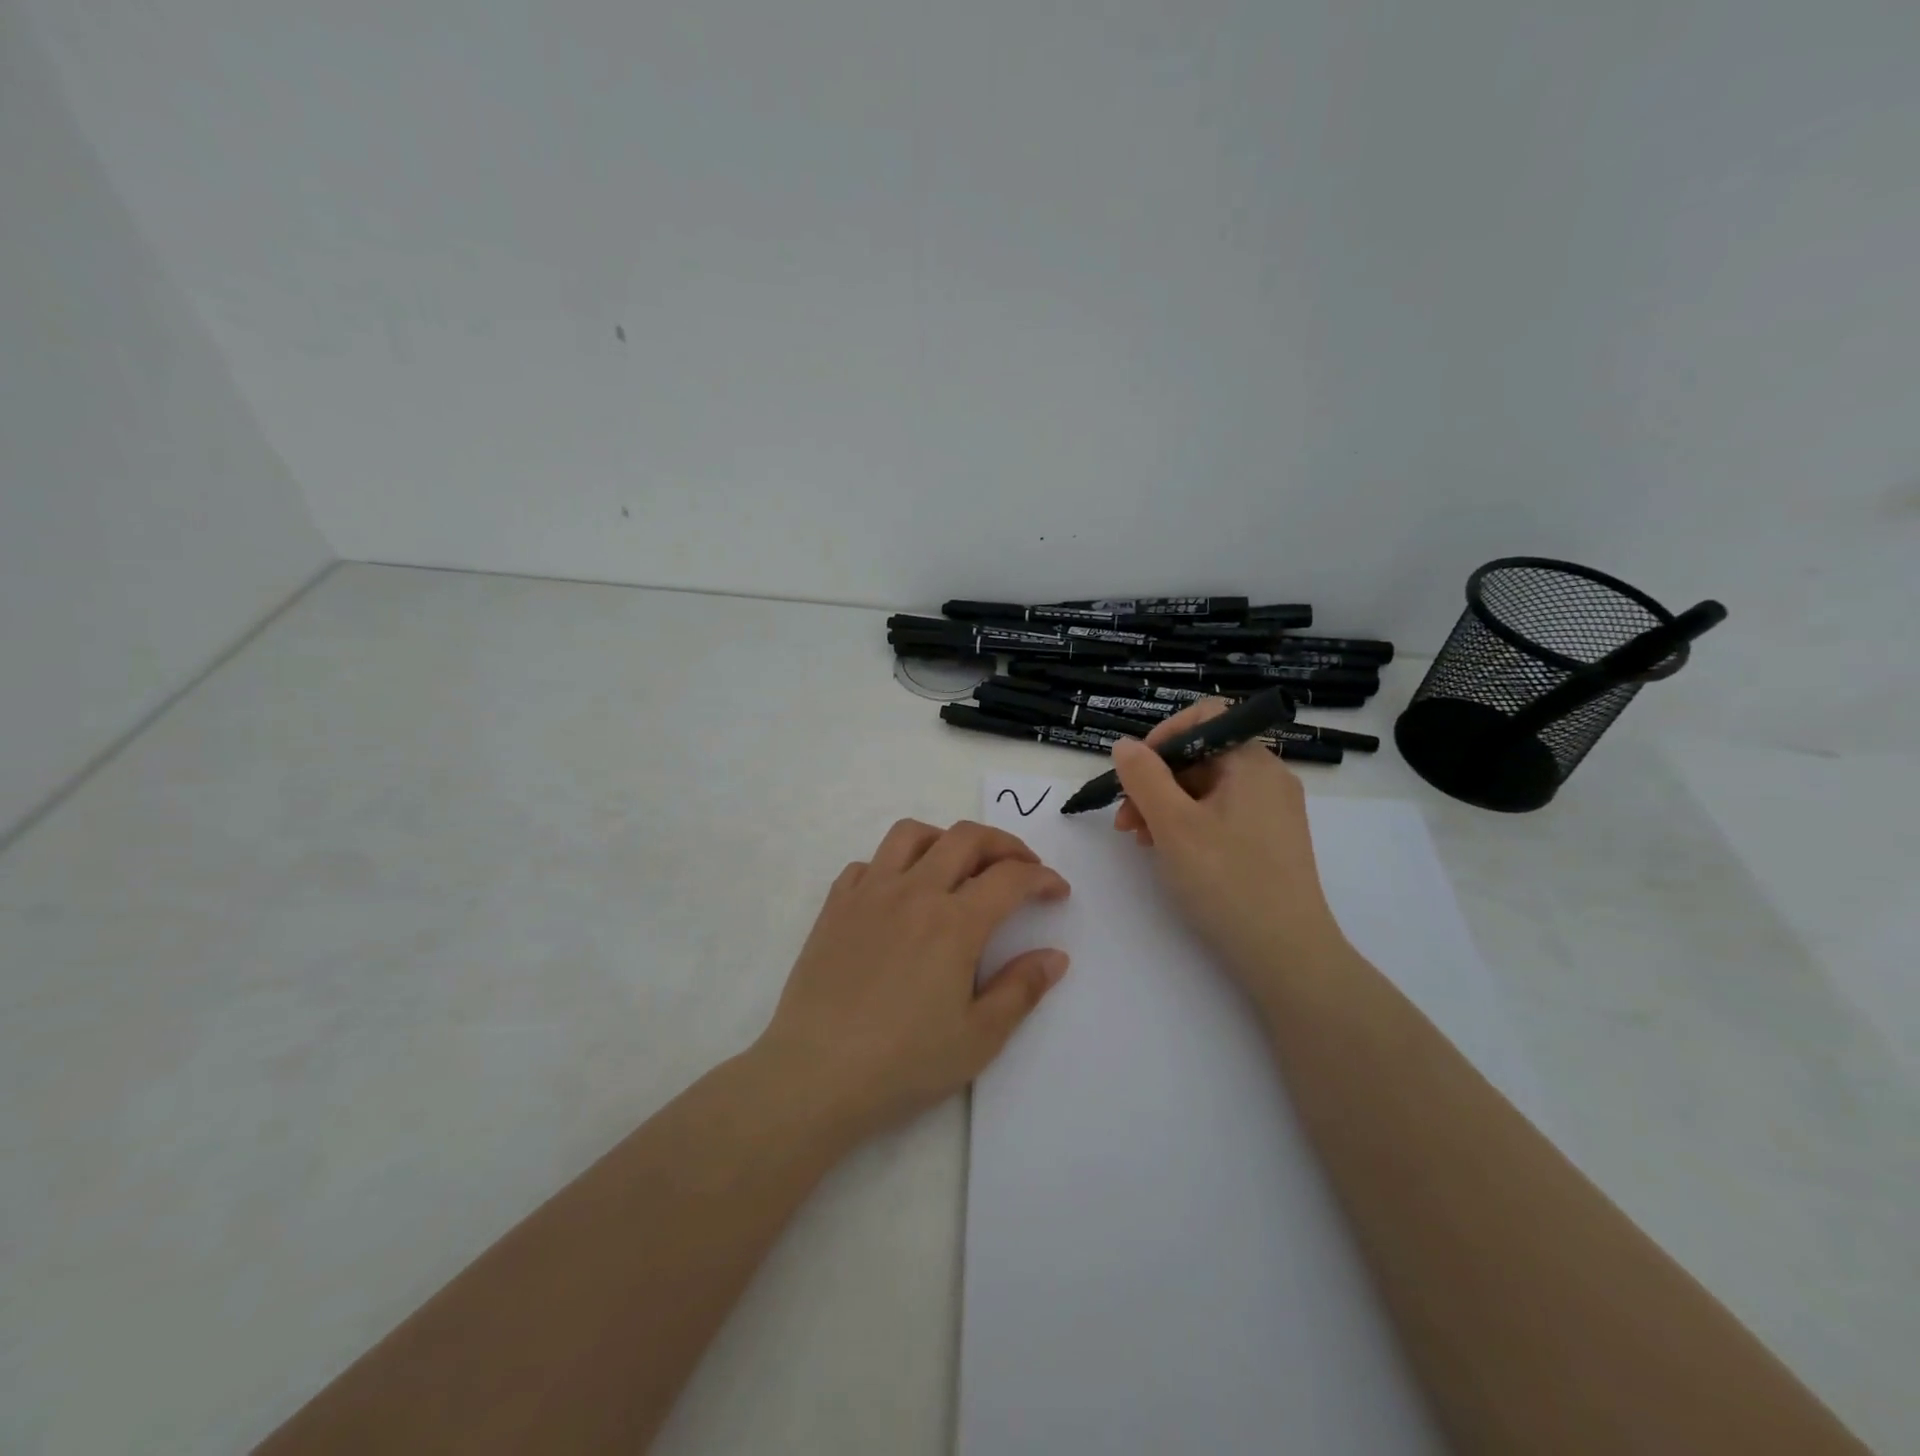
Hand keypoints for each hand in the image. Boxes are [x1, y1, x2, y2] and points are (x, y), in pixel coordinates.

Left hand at [754, 819, 1070, 1142]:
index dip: (1042, 878)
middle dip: (1004, 844)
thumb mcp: (979, 1038)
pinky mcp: (835, 906)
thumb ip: (1022, 990)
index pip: (1010, 878)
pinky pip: (867, 863)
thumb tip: (1055, 956)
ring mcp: (868, 893)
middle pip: (966, 838)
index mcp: (954, 923)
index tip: (1057, 890)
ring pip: (911, 835)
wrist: (815, 1074)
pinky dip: (893, 865)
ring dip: (946, 839)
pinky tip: (899, 893)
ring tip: (959, 865)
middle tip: (1021, 867)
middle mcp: (913, 892)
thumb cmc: (903, 1063)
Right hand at [1111, 701, 1352, 1003]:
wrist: (1287, 956)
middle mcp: (1268, 778)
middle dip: (1156, 780)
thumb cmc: (1227, 882)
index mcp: (1253, 763)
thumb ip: (1143, 777)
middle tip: (1126, 820)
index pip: (1206, 718)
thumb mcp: (1173, 825)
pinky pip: (1221, 814)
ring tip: (1141, 841)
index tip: (1135, 772)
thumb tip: (1124, 745)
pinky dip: (1189, 824)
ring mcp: (1272, 811)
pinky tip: (1167, 852)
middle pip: (1202, 755)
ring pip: (1207, 788)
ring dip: (1166, 805)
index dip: (1164, 735)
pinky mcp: (1270, 841)